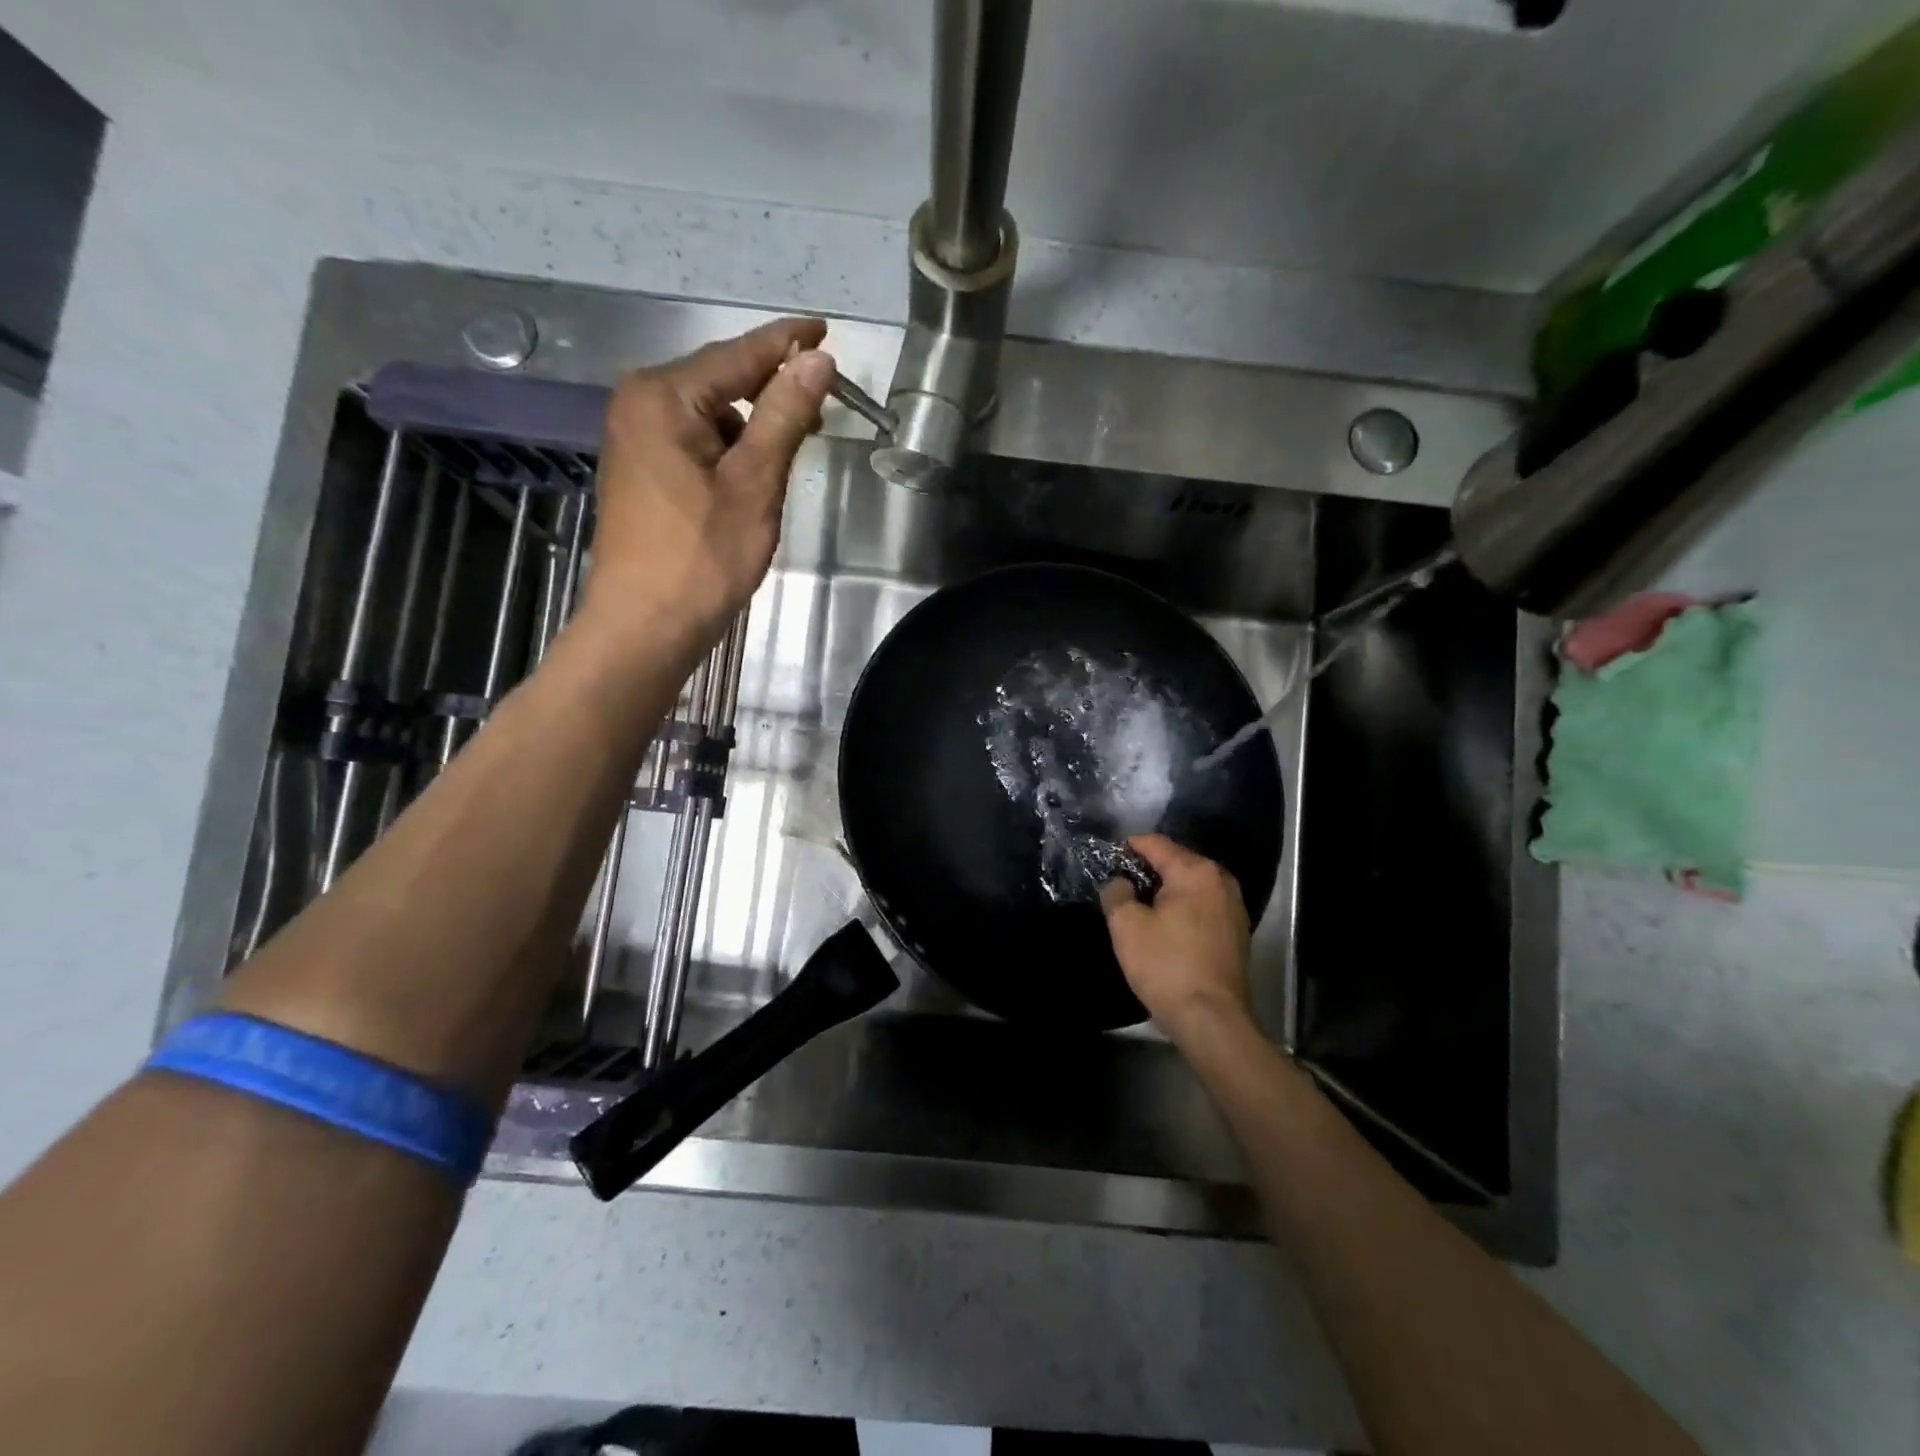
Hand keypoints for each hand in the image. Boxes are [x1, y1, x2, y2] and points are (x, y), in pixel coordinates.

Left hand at [582, 317, 835, 650]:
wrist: (645, 625)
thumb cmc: (702, 557)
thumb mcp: (754, 483)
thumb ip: (784, 416)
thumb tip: (817, 360)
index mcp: (663, 397)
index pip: (738, 355)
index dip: (786, 343)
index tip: (824, 329)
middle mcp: (641, 405)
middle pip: (722, 381)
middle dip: (773, 387)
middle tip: (825, 396)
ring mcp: (637, 440)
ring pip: (712, 415)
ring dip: (756, 423)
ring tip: (798, 440)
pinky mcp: (643, 472)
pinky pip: (697, 441)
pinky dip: (733, 448)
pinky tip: (759, 469)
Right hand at [1100, 834, 1253, 1040]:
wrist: (1212, 1020)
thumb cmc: (1166, 966)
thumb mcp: (1126, 926)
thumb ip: (1117, 893)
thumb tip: (1121, 883)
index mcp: (1196, 871)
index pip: (1156, 844)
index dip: (1128, 848)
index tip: (1107, 860)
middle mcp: (1221, 881)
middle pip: (1177, 862)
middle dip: (1148, 870)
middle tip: (1121, 886)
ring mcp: (1234, 907)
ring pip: (1191, 886)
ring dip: (1166, 891)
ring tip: (1140, 907)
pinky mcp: (1237, 933)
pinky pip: (1203, 907)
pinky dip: (1183, 909)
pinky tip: (1165, 927)